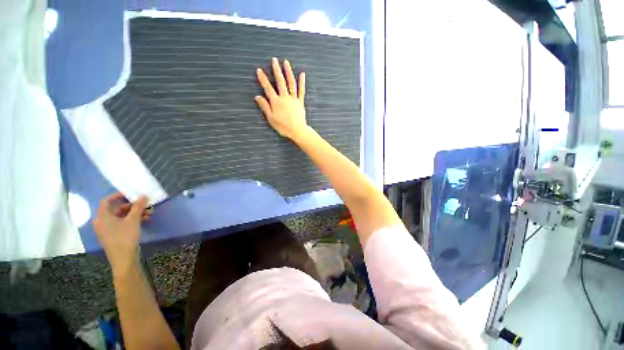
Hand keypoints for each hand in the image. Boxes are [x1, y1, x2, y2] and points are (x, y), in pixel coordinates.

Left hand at [93, 193, 151, 275]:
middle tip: (145, 205)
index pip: (107, 201)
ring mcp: (107, 229)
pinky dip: (132, 220)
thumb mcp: (133, 220)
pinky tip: (144, 220)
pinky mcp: (113, 235)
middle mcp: (102, 222)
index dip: (118, 195)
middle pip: (116, 209)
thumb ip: (138, 207)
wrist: (124, 259)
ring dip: (135, 213)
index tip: (131, 194)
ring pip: (121, 216)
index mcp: (103, 217)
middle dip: (132, 206)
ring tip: (149, 213)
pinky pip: (122, 223)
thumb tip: (143, 195)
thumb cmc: (125, 237)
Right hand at [255, 58, 309, 140]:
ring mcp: (293, 99)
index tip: (259, 70)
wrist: (297, 131)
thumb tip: (257, 97)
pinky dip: (302, 82)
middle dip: (276, 70)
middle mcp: (285, 98)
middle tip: (274, 60)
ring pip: (291, 83)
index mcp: (276, 102)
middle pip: (280, 82)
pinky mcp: (300, 102)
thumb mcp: (271, 118)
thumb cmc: (283, 127)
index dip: (263, 79)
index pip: (268, 88)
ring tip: (286, 62)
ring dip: (288, 72)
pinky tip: (302, 74)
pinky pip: (301, 91)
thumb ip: (265, 107)